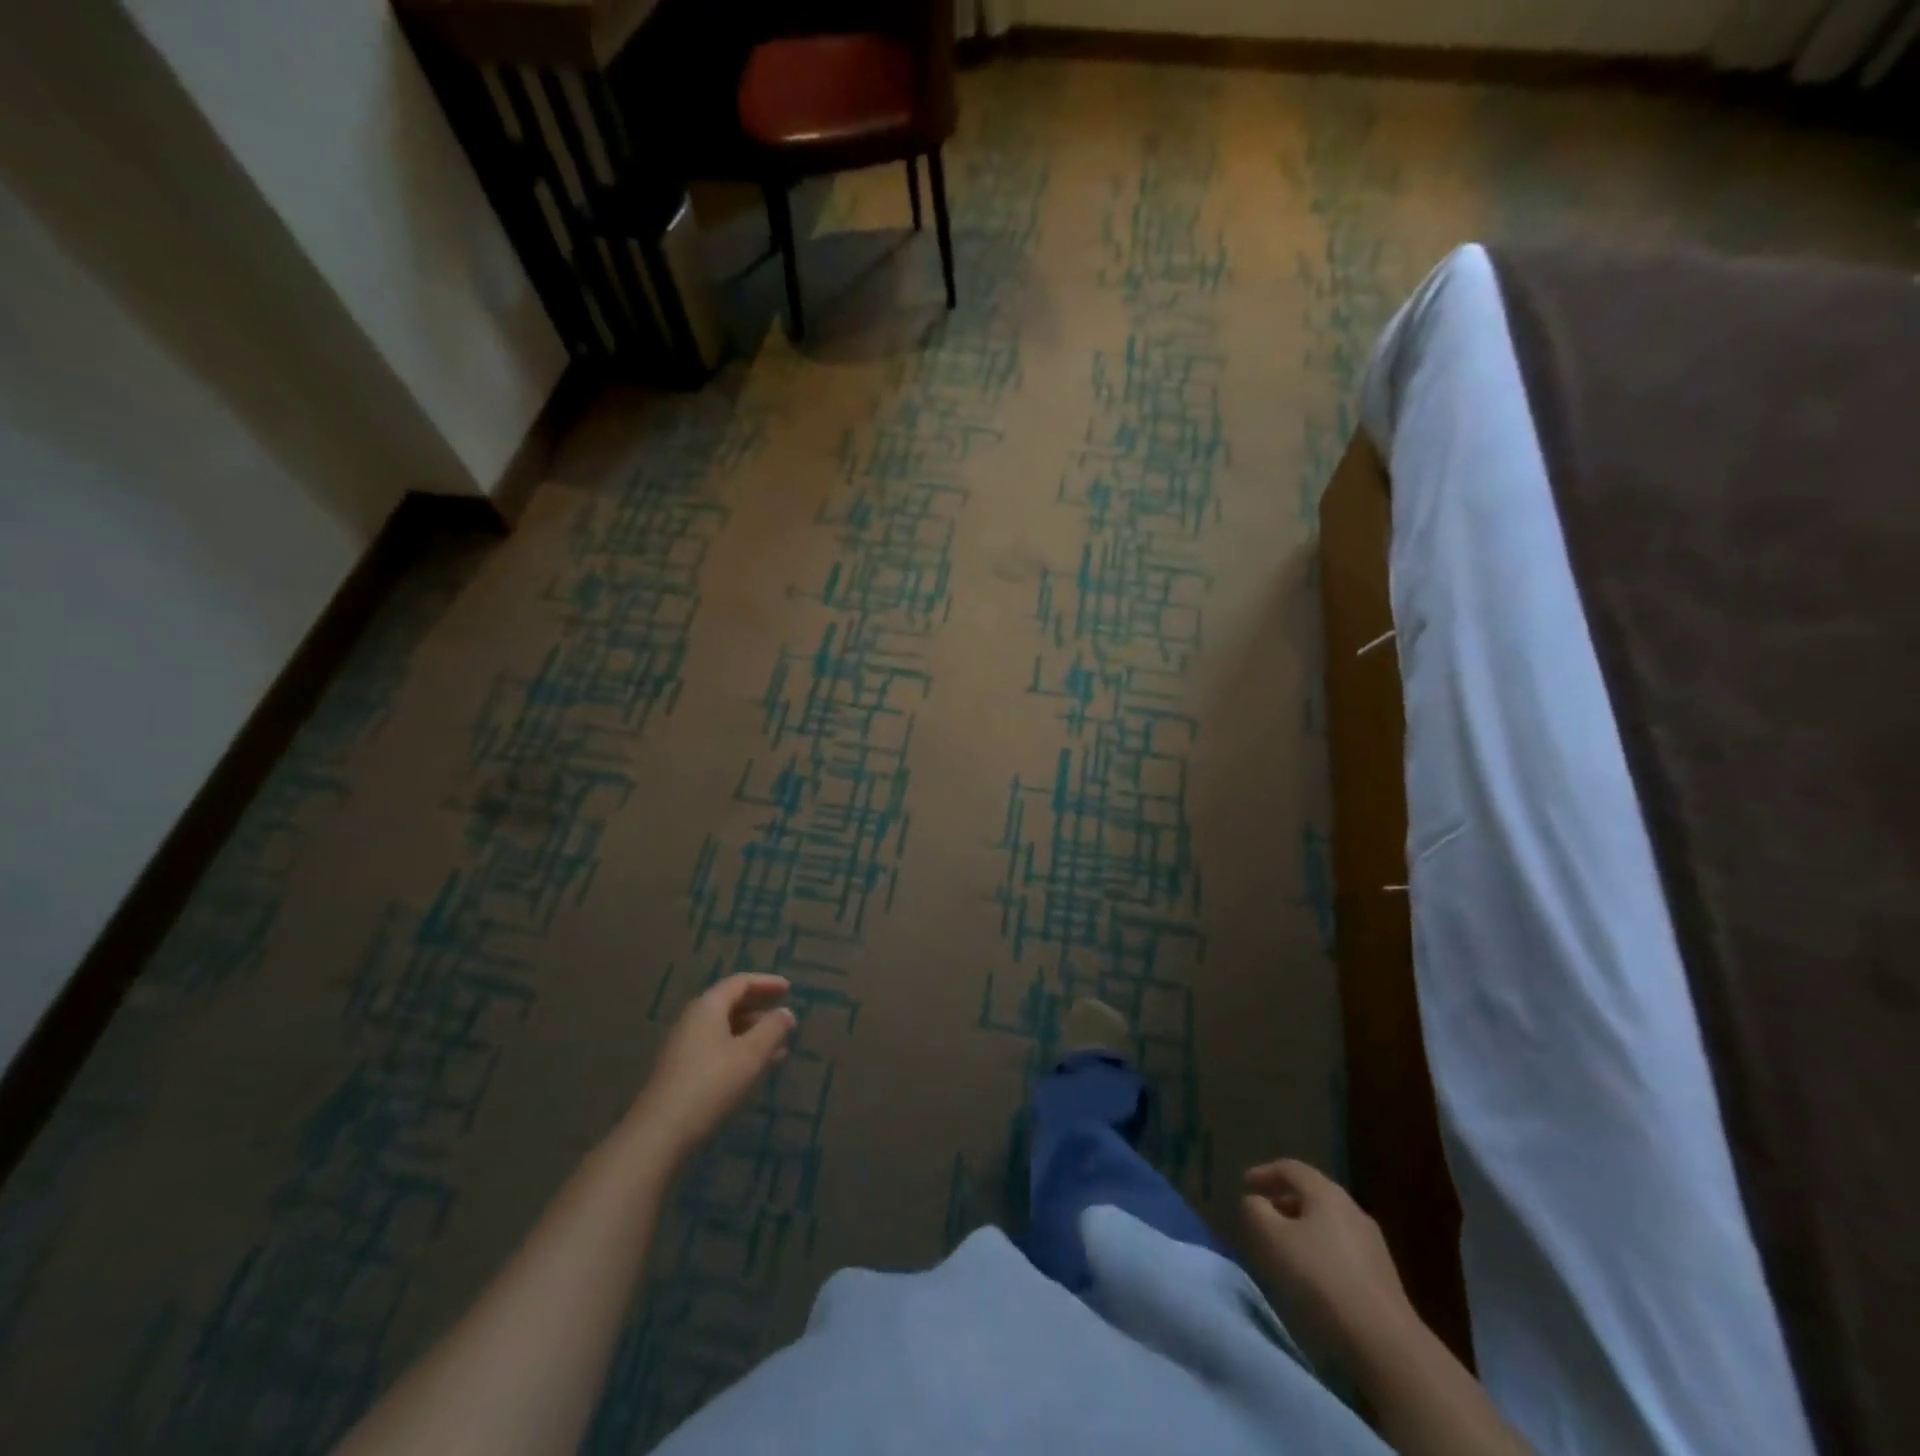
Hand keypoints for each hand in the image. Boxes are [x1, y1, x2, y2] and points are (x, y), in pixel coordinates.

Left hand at [626, 974, 795, 1166]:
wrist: (660, 1134)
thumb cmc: (711, 1084)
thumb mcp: (751, 1054)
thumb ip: (773, 1028)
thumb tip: (786, 1013)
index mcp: (707, 1007)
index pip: (740, 982)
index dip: (767, 983)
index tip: (790, 989)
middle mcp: (692, 1020)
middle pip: (731, 1004)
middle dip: (761, 1011)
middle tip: (785, 1021)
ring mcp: (683, 1047)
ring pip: (725, 1030)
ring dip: (753, 1035)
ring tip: (779, 1050)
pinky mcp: (680, 1072)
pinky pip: (716, 1049)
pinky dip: (739, 1051)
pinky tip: (753, 1071)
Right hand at [1241, 1159, 1418, 1375]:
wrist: (1385, 1343)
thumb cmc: (1321, 1280)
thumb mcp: (1272, 1239)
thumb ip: (1255, 1211)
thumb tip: (1254, 1201)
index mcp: (1326, 1193)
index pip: (1290, 1168)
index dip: (1264, 1173)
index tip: (1244, 1185)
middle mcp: (1352, 1209)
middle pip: (1311, 1194)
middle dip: (1283, 1200)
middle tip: (1261, 1215)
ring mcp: (1372, 1243)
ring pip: (1327, 1222)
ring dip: (1301, 1227)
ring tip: (1283, 1247)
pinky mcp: (1382, 1275)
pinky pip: (1341, 1247)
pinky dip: (1319, 1248)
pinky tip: (1312, 1273)